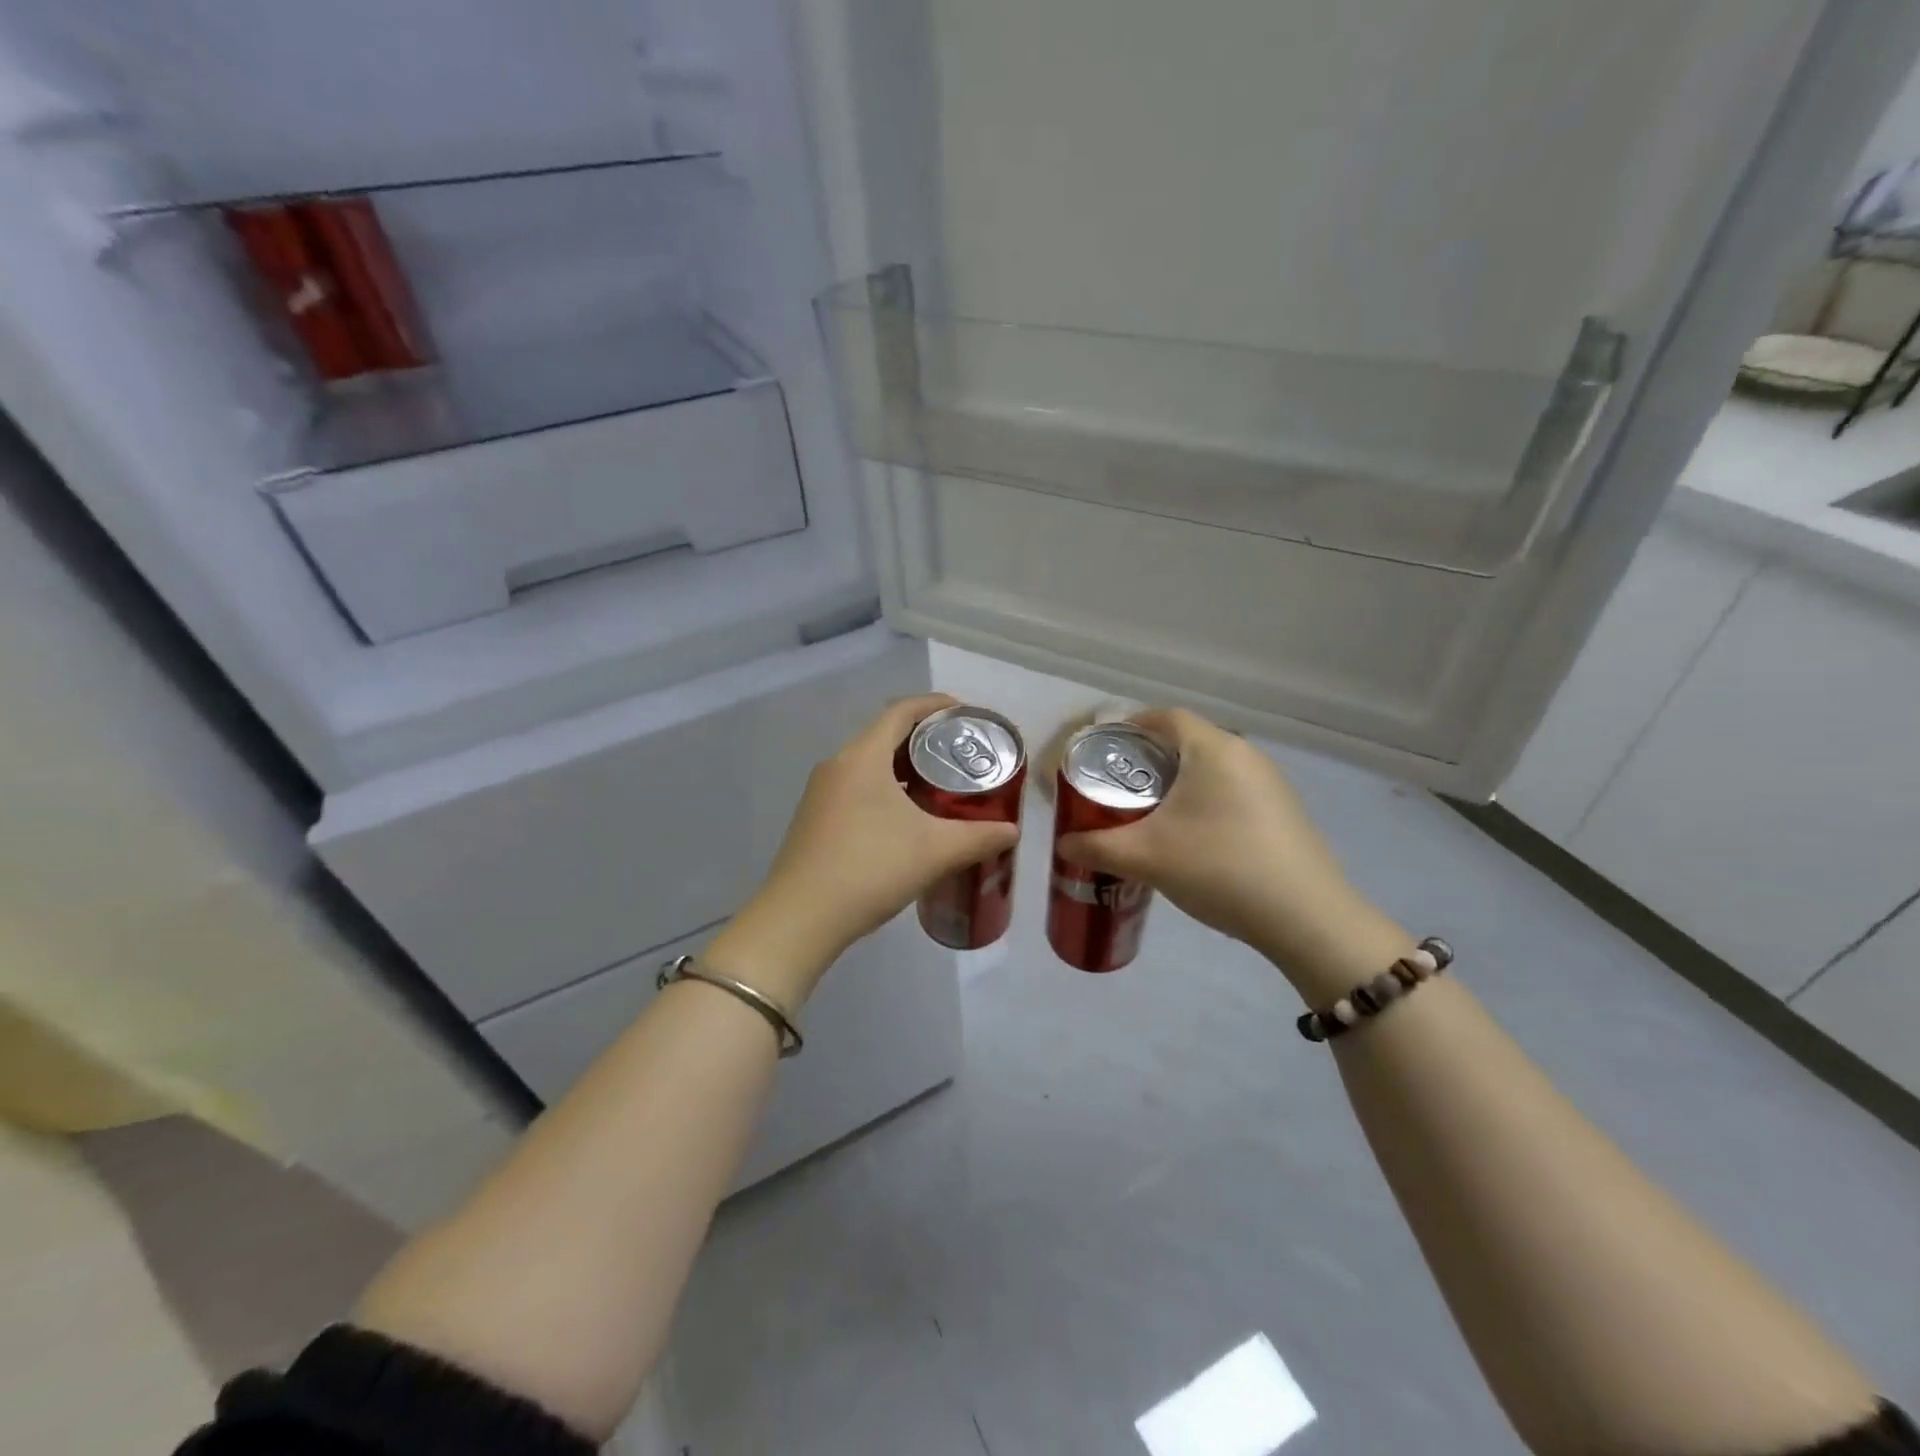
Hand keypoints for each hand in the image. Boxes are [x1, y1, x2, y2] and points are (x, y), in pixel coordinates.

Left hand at [710, 694, 1020, 1006]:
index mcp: (862, 757)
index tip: (966, 713)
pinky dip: (885, 790)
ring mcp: (821, 793)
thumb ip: (979, 837)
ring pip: (870, 765)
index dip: (936, 705)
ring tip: (941, 786)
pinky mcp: (814, 819)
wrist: (799, 920)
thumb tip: (1013, 831)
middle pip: (885, 735)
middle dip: (925, 740)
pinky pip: (856, 789)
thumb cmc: (869, 869)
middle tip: (962, 755)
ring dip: (904, 768)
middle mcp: (837, 765)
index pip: (902, 711)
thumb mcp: (934, 852)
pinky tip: (906, 820)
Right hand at [1055, 708, 1410, 1000]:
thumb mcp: (1147, 857)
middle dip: (1148, 761)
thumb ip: (1097, 847)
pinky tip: (1191, 841)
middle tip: (1116, 789)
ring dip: (1177, 785)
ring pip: (1210, 770)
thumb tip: (1065, 843)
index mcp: (1214, 749)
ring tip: (1148, 817)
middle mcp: (1246, 755)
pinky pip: (1231, 793)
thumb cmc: (1220, 868)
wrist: (1307, 918)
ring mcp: (1271, 784)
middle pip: (1187, 742)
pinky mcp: (1283, 813)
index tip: (1103, 751)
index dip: (1131, 726)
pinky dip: (1203, 804)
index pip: (1166, 716)